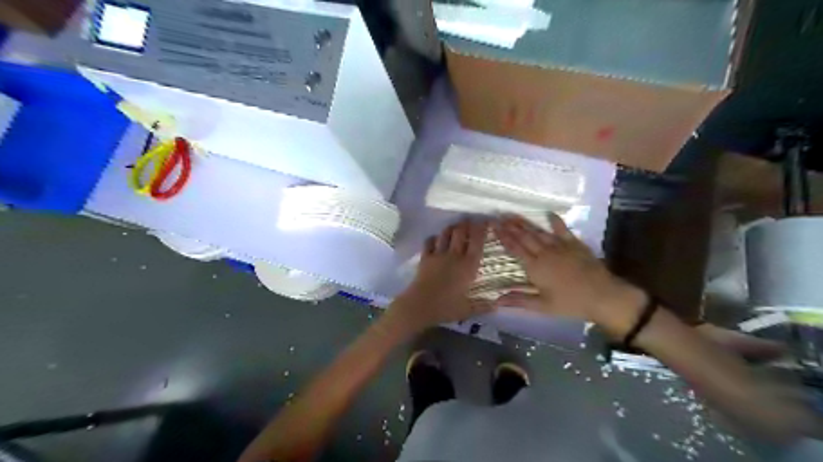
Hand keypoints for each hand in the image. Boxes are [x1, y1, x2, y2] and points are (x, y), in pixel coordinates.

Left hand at [389, 218, 490, 331]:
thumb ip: (483, 306)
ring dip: (451, 227)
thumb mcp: (468, 309)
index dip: (481, 229)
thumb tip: (497, 305)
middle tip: (470, 220)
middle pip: (461, 232)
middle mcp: (454, 256)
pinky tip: (436, 238)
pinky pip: (429, 241)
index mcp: (468, 266)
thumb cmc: (446, 307)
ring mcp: (438, 255)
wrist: (420, 305)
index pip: (477, 242)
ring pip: (446, 234)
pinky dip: (434, 238)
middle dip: (466, 224)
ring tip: (455, 226)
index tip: (485, 221)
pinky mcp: (425, 257)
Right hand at [492, 214, 644, 335]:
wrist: (603, 296)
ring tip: (513, 215)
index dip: (503, 237)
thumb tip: (496, 300)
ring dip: (525, 223)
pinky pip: (563, 229)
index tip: (494, 226)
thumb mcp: (543, 306)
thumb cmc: (570, 303)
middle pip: (524, 237)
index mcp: (535, 267)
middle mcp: (544, 253)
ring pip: (538, 232)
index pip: (515, 249)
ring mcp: (560, 246)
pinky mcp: (574, 244)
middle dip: (510, 227)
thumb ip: (519, 300)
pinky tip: (549, 213)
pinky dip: (556, 221)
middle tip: (499, 216)